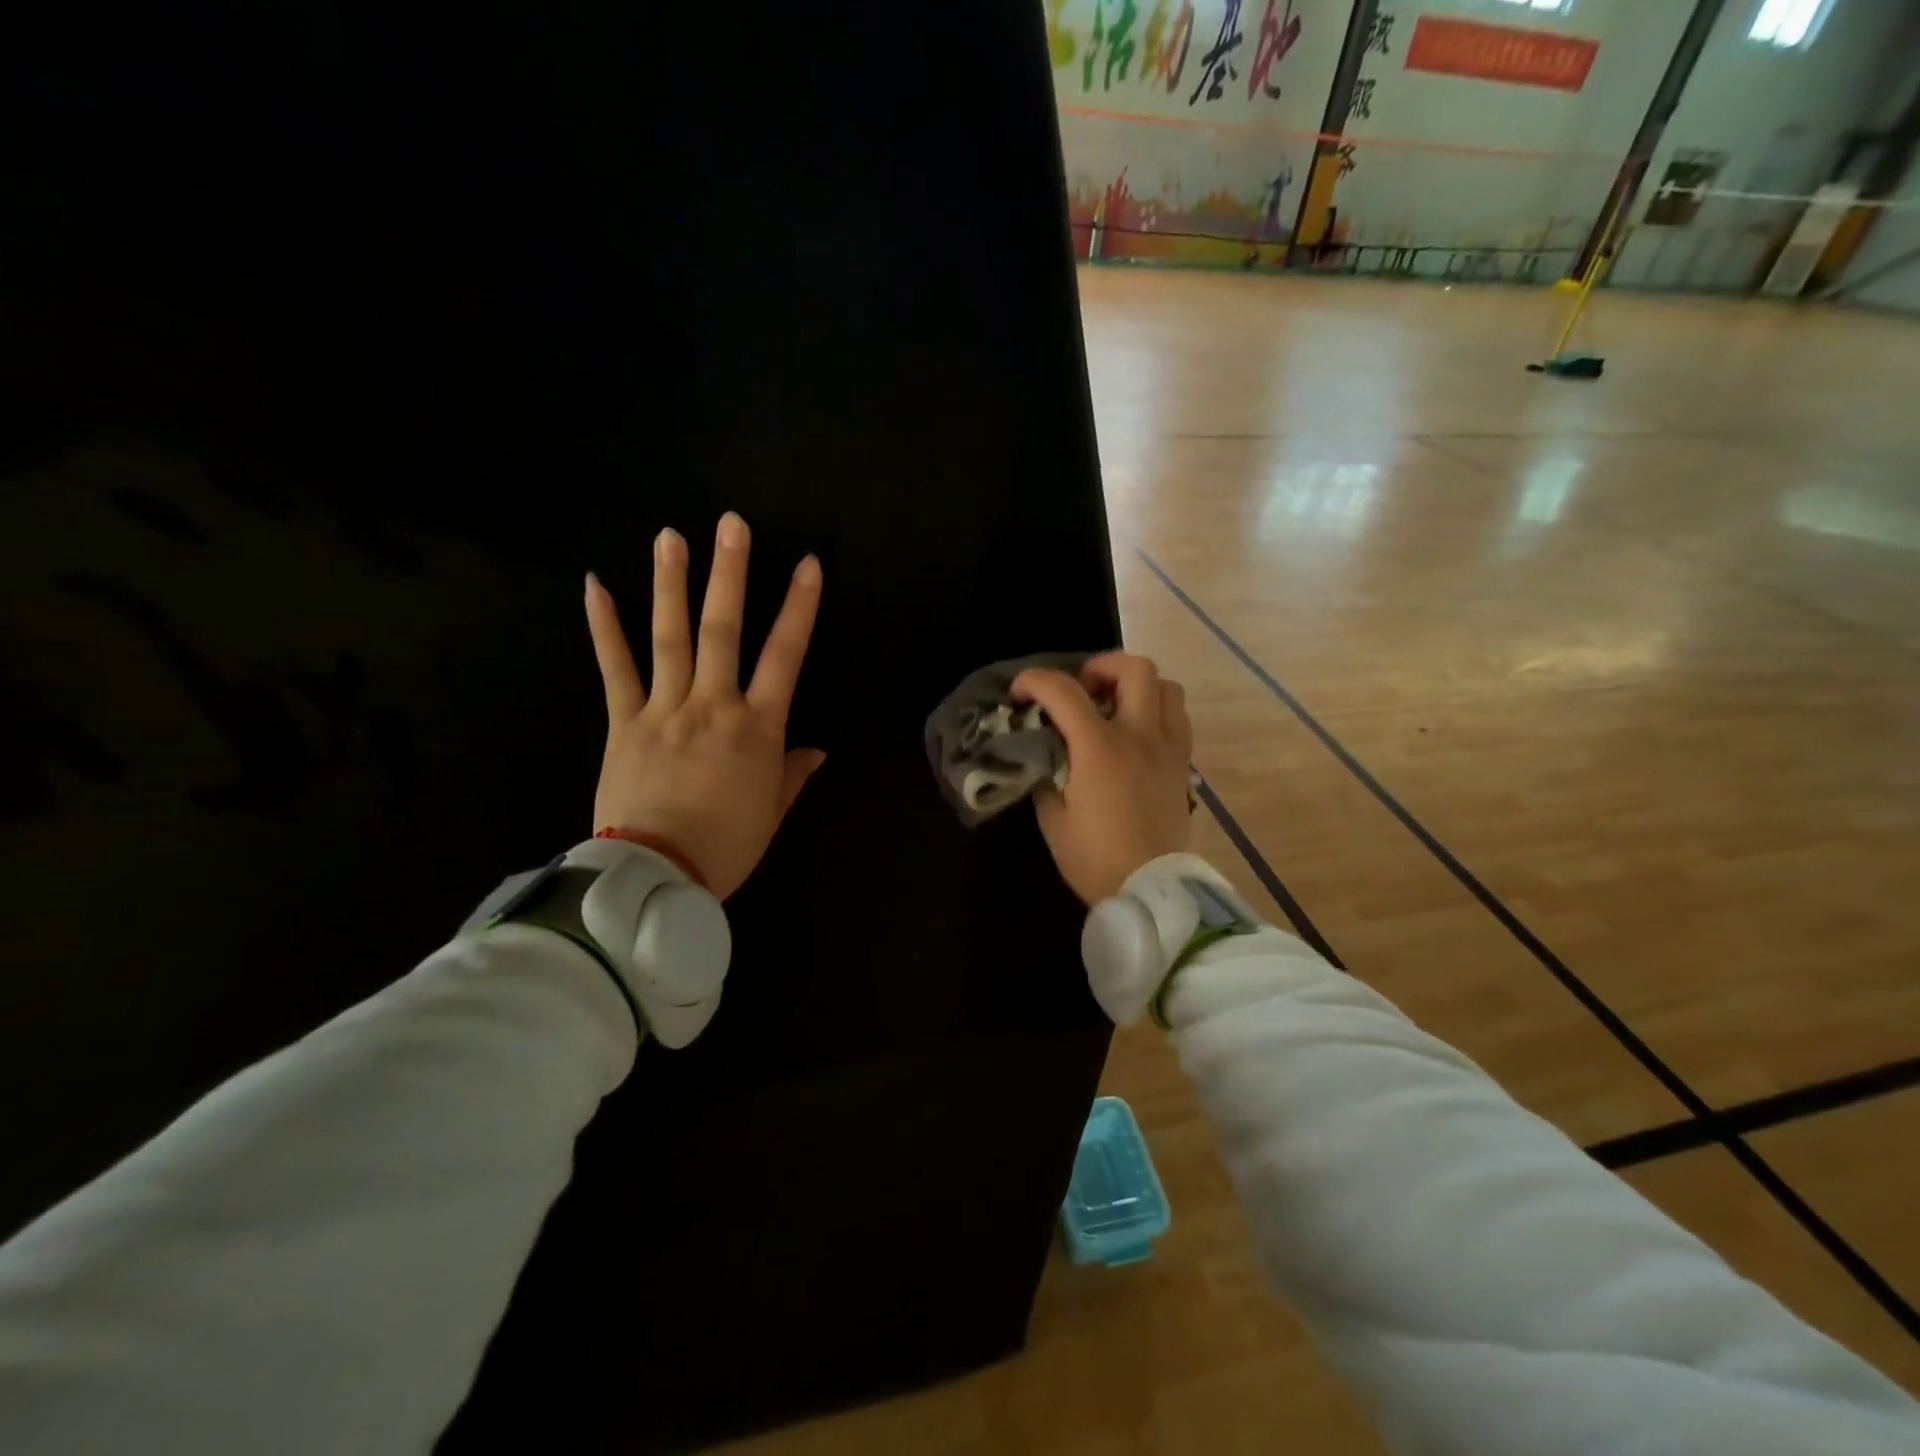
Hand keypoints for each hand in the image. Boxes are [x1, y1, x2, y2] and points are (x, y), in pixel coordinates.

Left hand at [584, 512, 825, 899]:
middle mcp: (713, 705)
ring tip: (670, 536)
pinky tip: (595, 586)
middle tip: (731, 524)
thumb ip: (792, 774)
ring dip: (671, 584)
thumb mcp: (772, 813)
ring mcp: (664, 709)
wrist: (655, 876)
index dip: (799, 608)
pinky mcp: (623, 722)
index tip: (808, 565)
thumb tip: (816, 750)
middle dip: (730, 574)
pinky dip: (605, 628)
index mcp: (757, 728)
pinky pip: (615, 669)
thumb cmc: (726, 846)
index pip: (785, 656)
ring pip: (671, 637)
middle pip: (724, 630)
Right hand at [1012, 653, 1192, 905]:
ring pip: (1166, 686)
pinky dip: (1156, 710)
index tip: (1021, 694)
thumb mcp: (1053, 818)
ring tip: (1113, 707)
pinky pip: (1178, 717)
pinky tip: (1136, 733)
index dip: (1035, 681)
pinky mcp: (1183, 764)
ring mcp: (1168, 747)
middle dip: (1100, 667)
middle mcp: (1140, 735)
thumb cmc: (1095, 858)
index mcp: (1100, 748)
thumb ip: (1047, 775)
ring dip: (1136, 685)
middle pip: (1134, 668)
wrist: (1151, 890)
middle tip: (1081, 690)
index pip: (1064, 691)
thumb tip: (1048, 754)